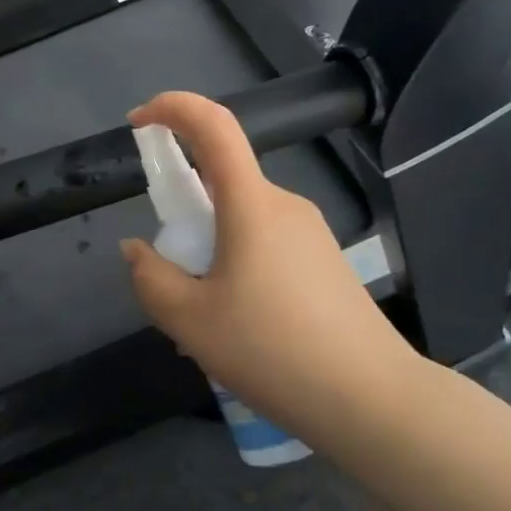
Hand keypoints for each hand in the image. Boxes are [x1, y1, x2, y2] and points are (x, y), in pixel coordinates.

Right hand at [119, 92, 420, 430]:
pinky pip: (264, 246)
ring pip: (240, 222)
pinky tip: (238, 329)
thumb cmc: (273, 351)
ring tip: (203, 322)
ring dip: (209, 252)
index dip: (172, 108)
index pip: (213, 125)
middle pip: (220, 183)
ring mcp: (310, 233)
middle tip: (169, 275)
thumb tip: (136, 250)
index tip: (138, 124)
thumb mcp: (189, 321)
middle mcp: (283, 205)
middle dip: (183, 213)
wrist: (374, 401)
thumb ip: (149, 277)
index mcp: (251, 204)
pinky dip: (235, 268)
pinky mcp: (324, 261)